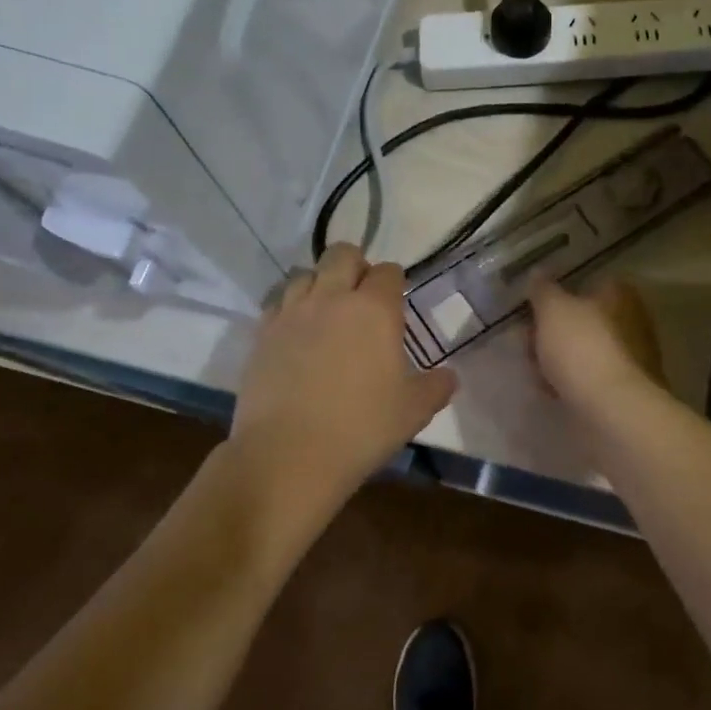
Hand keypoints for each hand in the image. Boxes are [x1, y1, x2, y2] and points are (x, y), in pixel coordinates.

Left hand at [226, 244, 456, 509]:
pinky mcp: (262, 334)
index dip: (394, 283)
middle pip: (342, 254)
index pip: (388, 272)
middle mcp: (332, 298)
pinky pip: (277, 303)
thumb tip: (449, 376)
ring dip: (320, 284)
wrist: (289, 455)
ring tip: (326, 313)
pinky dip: (290, 308)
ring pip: (305, 273)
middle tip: (361, 299)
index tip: (396, 303)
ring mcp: (292, 313)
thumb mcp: (414, 411)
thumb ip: (436, 387)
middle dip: (355, 266)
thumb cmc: (361, 429)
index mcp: (374, 309)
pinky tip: (297, 334)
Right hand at [528, 277, 666, 413]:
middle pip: (585, 318)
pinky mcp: (625, 387)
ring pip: (585, 349)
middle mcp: (632, 319)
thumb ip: (543, 289)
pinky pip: (590, 376)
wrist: (612, 408)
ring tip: (533, 369)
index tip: (534, 307)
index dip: (559, 293)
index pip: (588, 282)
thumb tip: (538, 273)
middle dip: (555, 329)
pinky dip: (571, 380)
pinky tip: (550, 389)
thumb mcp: (552, 309)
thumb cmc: (582, 347)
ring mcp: (632, 356)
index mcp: (619, 294)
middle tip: (527, 340)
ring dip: (560, 356)